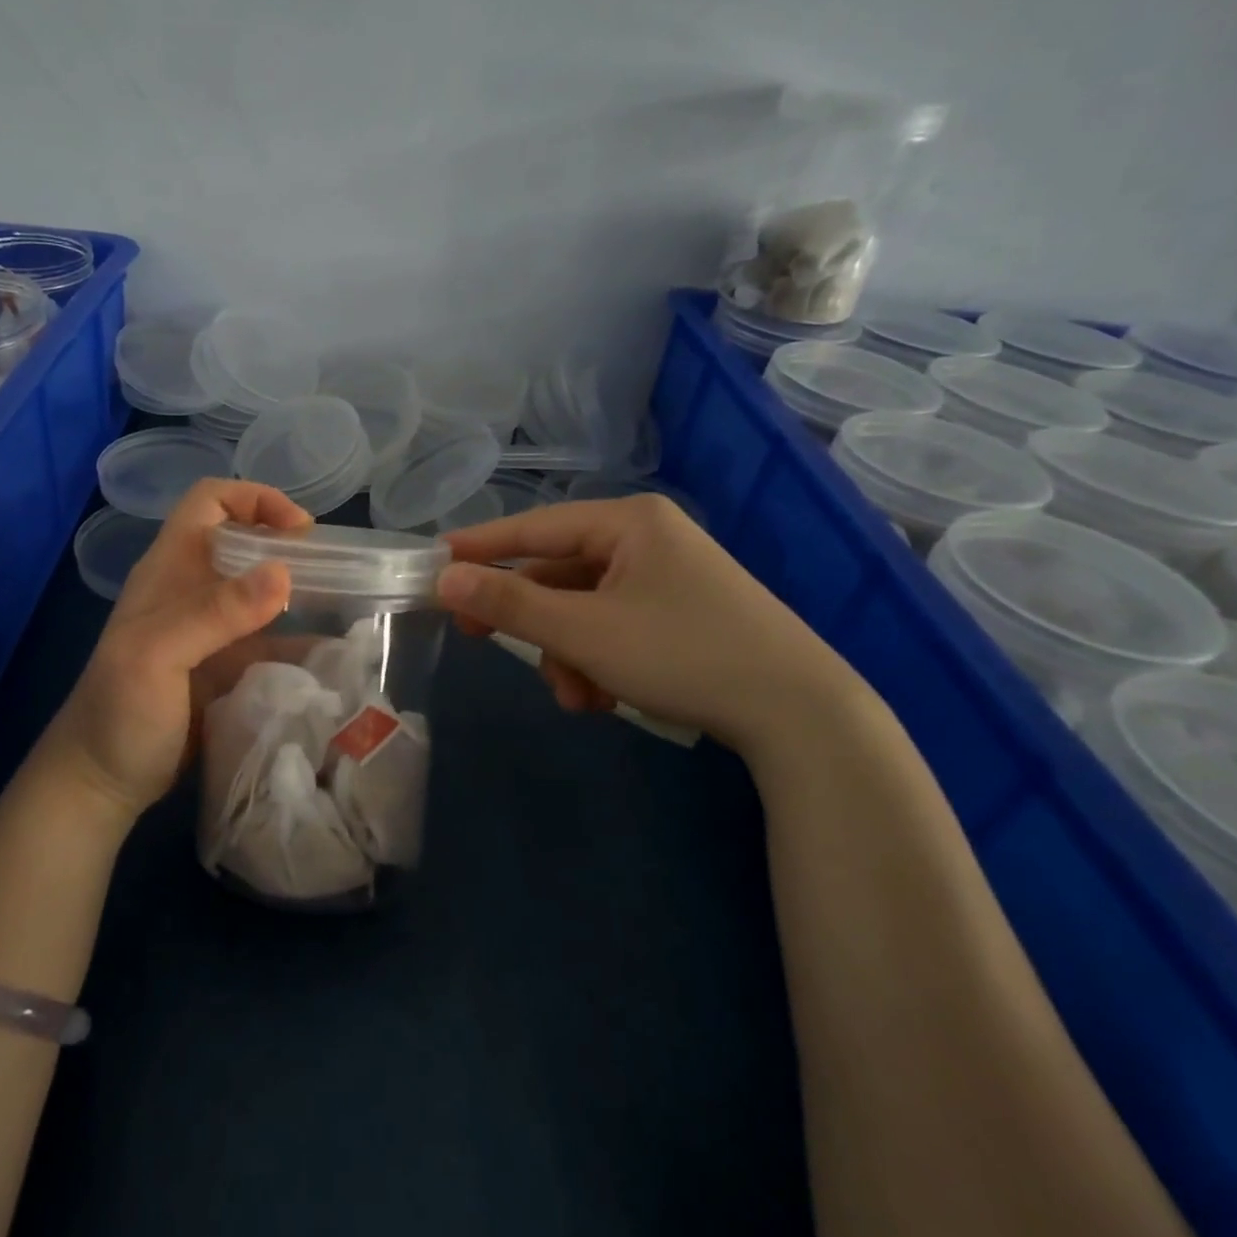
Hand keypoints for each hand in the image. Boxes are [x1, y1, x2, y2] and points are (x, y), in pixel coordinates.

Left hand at [44, 479, 310, 819]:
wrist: (103, 781)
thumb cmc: (119, 712)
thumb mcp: (158, 656)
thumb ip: (215, 612)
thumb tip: (284, 572)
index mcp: (170, 568)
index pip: (210, 502)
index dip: (255, 499)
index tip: (300, 529)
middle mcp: (193, 588)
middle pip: (245, 543)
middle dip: (287, 547)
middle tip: (333, 571)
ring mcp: (212, 629)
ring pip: (263, 592)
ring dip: (301, 593)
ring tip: (345, 606)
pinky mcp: (228, 666)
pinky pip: (272, 641)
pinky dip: (300, 642)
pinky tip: (332, 655)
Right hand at [438, 495, 865, 755]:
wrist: (801, 714)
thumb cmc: (681, 653)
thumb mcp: (583, 631)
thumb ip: (510, 602)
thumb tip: (444, 578)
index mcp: (628, 522)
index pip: (533, 526)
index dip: (480, 546)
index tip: (434, 563)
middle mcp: (648, 539)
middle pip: (559, 572)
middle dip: (531, 620)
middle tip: (477, 637)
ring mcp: (669, 578)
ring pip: (585, 607)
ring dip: (566, 652)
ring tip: (576, 696)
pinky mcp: (683, 615)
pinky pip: (615, 626)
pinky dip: (598, 659)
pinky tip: (605, 697)